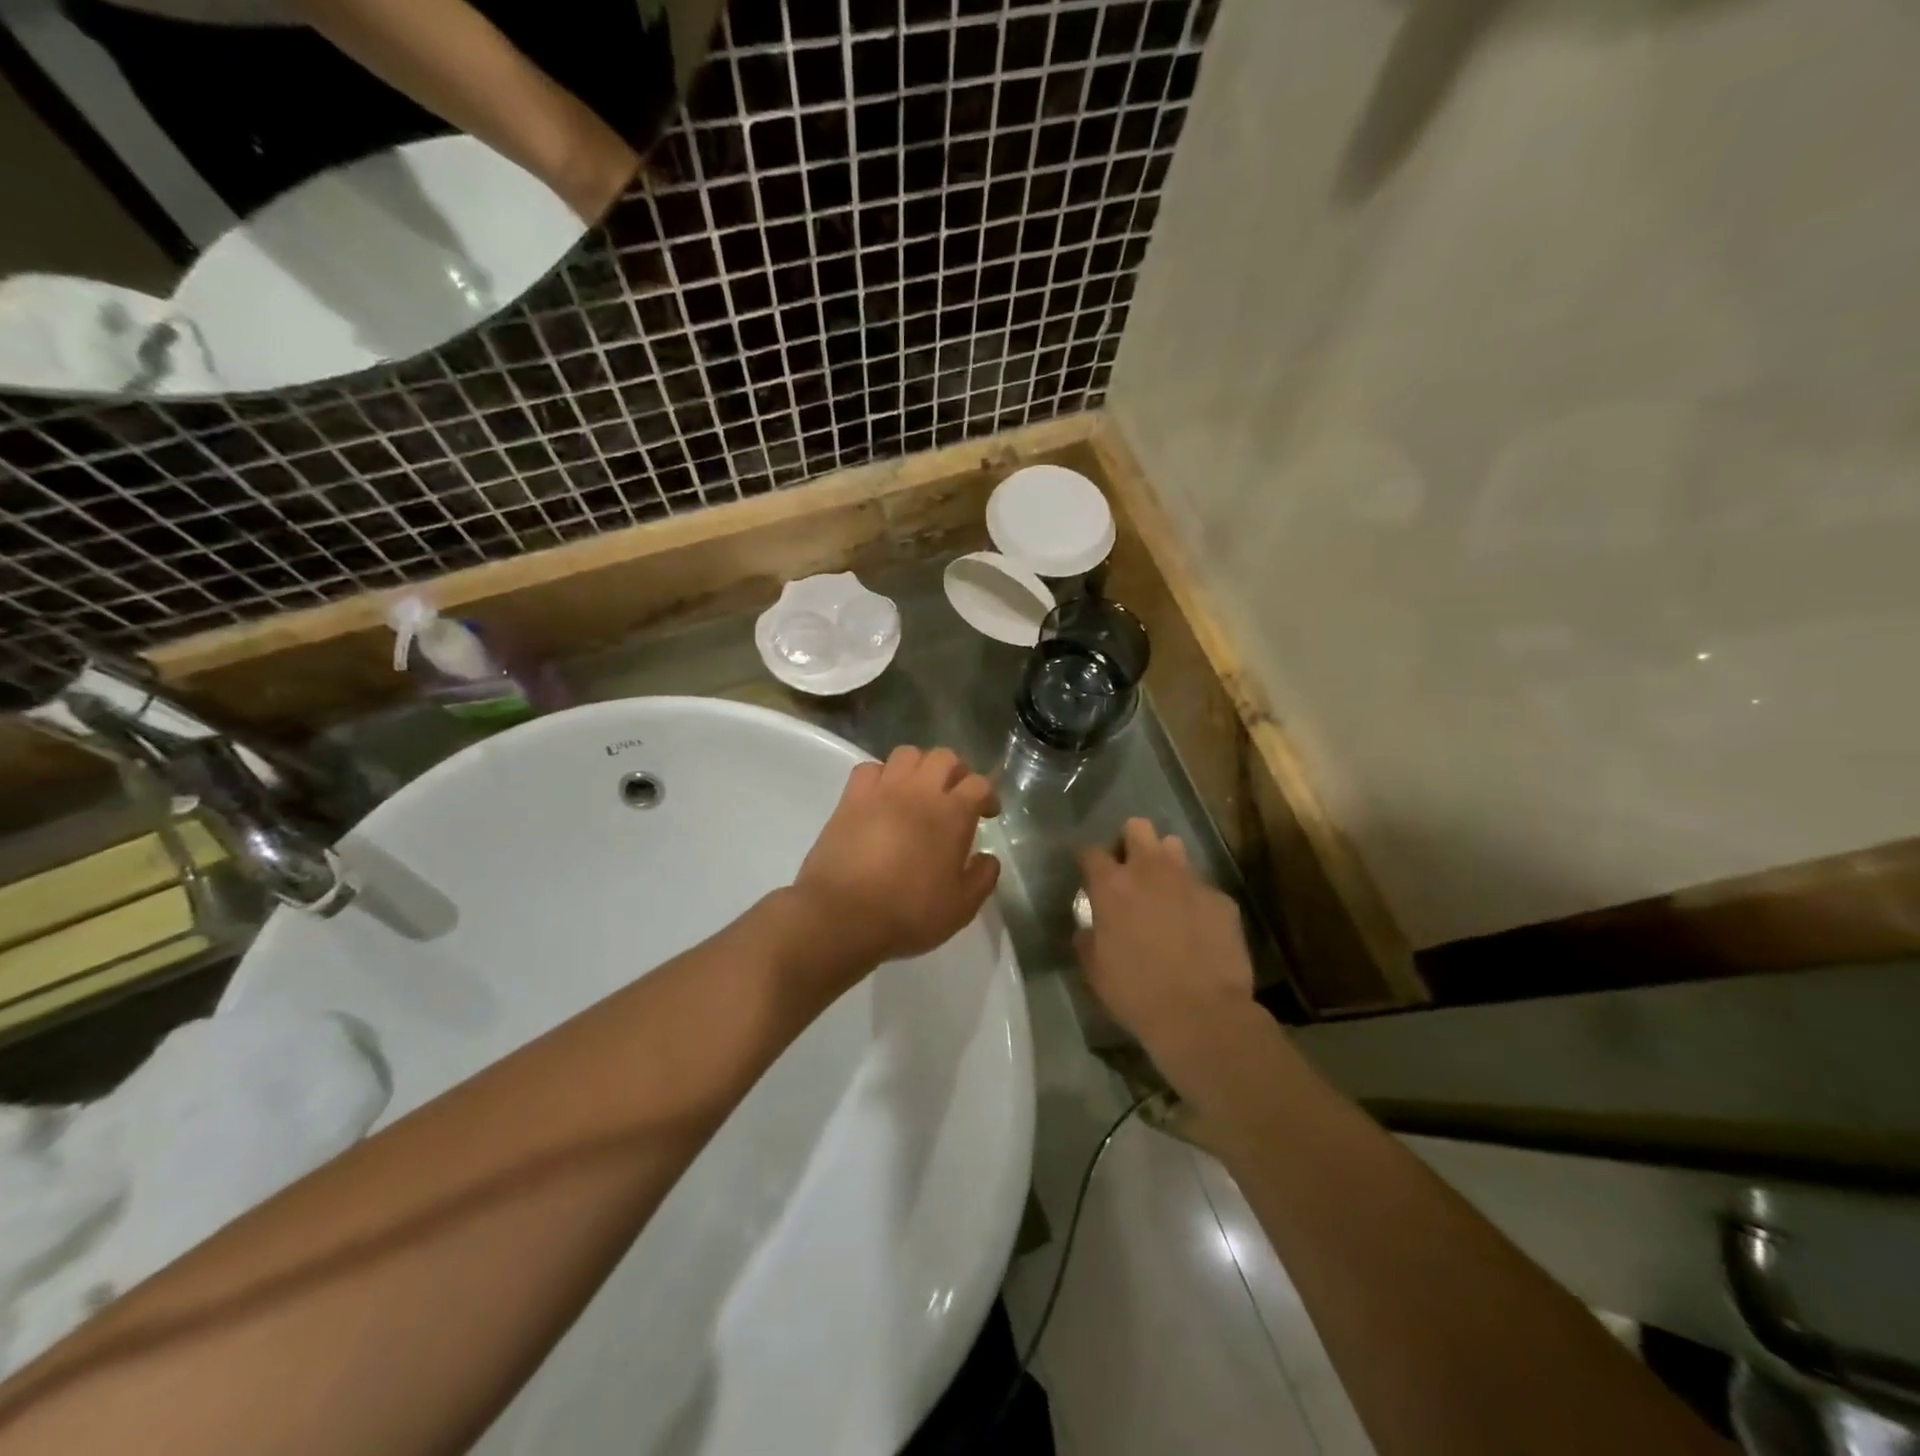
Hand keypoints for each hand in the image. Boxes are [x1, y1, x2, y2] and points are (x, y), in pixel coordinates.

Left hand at [793, 746, 1001, 972]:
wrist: (843, 915)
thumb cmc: (908, 913)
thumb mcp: (960, 908)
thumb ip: (982, 878)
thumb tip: (988, 858)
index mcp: (952, 814)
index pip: (978, 784)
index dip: (987, 795)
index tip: (987, 813)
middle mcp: (919, 792)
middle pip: (944, 757)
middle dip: (956, 771)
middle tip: (955, 795)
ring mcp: (882, 790)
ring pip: (907, 753)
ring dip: (919, 766)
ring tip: (919, 790)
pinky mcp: (850, 798)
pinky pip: (869, 768)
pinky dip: (881, 775)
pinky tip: (882, 796)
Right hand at [1076, 819, 1258, 1090]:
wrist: (1202, 1015)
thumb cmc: (1136, 993)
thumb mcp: (1095, 969)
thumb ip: (1088, 938)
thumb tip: (1090, 927)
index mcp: (1112, 886)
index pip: (1091, 851)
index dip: (1088, 860)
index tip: (1089, 874)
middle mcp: (1150, 871)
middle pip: (1137, 828)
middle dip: (1131, 842)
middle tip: (1131, 872)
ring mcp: (1190, 881)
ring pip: (1174, 847)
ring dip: (1165, 863)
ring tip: (1165, 891)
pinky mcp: (1222, 899)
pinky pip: (1203, 887)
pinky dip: (1195, 900)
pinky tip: (1198, 927)